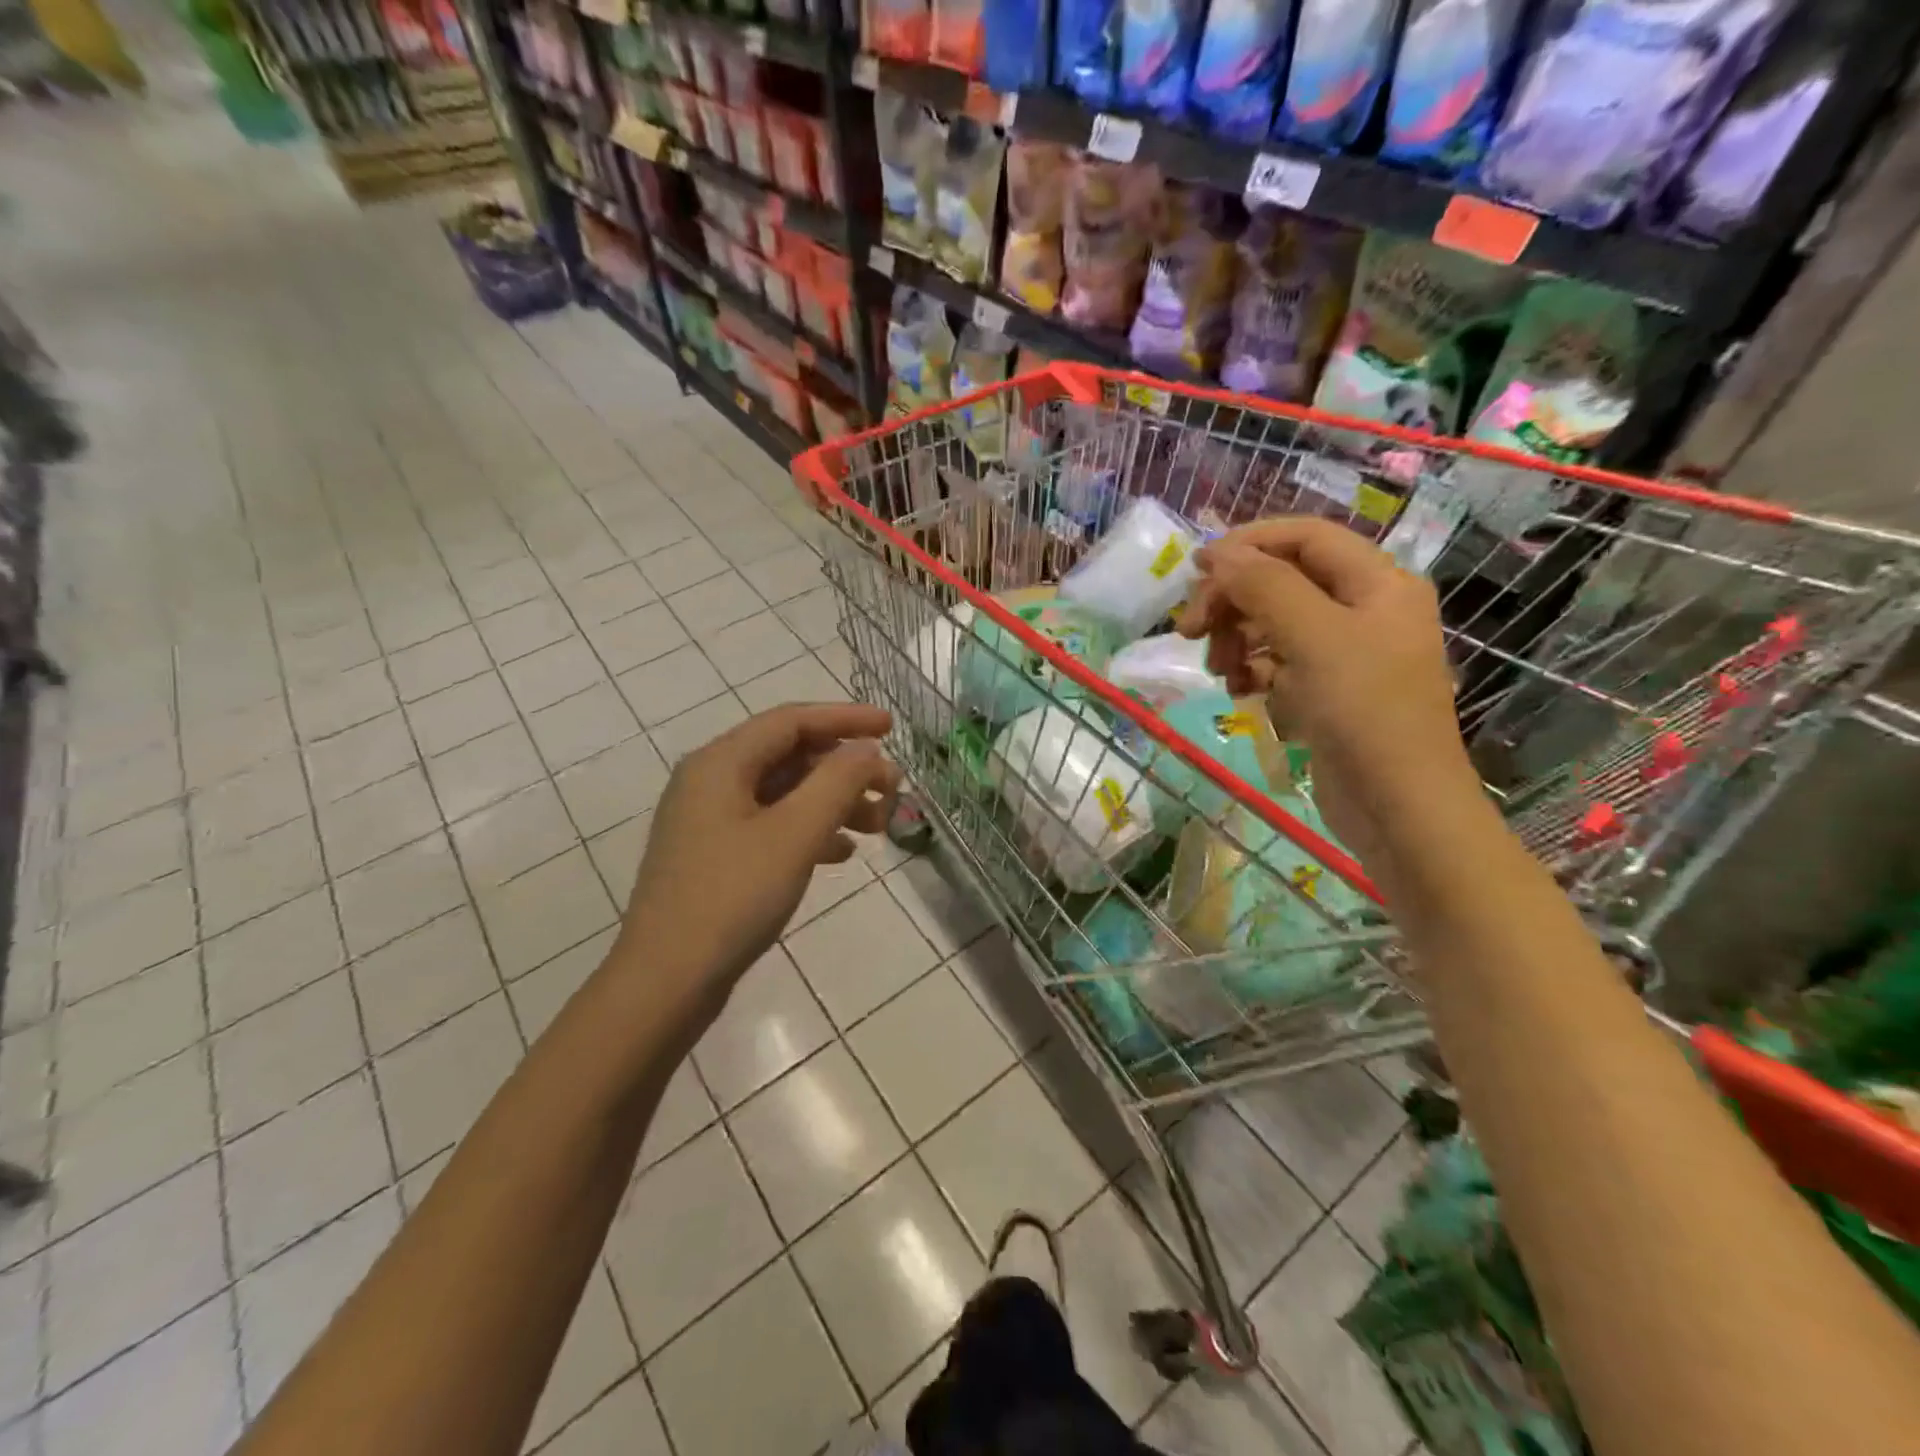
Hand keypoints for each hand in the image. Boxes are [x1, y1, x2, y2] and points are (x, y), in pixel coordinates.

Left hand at [620, 703, 899, 1023]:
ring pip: (784, 793)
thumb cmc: (732, 898)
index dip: (846, 719)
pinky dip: (810, 830)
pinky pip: (771, 825)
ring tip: (878, 826)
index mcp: (720, 763)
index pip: (791, 721)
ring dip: (833, 802)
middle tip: (893, 789)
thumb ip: (837, 782)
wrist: (666, 982)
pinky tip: (842, 854)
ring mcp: (709, 821)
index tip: (892, 728)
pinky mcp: (715, 856)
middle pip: (789, 756)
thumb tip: (867, 750)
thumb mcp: (794, 834)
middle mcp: (710, 781)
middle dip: (845, 769)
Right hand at [1178, 519, 1482, 869]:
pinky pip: (1278, 661)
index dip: (1247, 544)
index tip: (1195, 570)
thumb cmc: (1364, 711)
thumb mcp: (1313, 637)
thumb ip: (1264, 586)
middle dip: (1233, 600)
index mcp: (1377, 582)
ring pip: (1273, 622)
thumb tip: (1219, 554)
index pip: (1304, 537)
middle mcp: (1364, 608)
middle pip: (1282, 580)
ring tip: (1219, 672)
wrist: (1398, 805)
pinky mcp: (1327, 689)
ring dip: (1236, 638)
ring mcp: (1346, 652)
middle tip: (1189, 632)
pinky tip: (1239, 692)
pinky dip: (1252, 670)